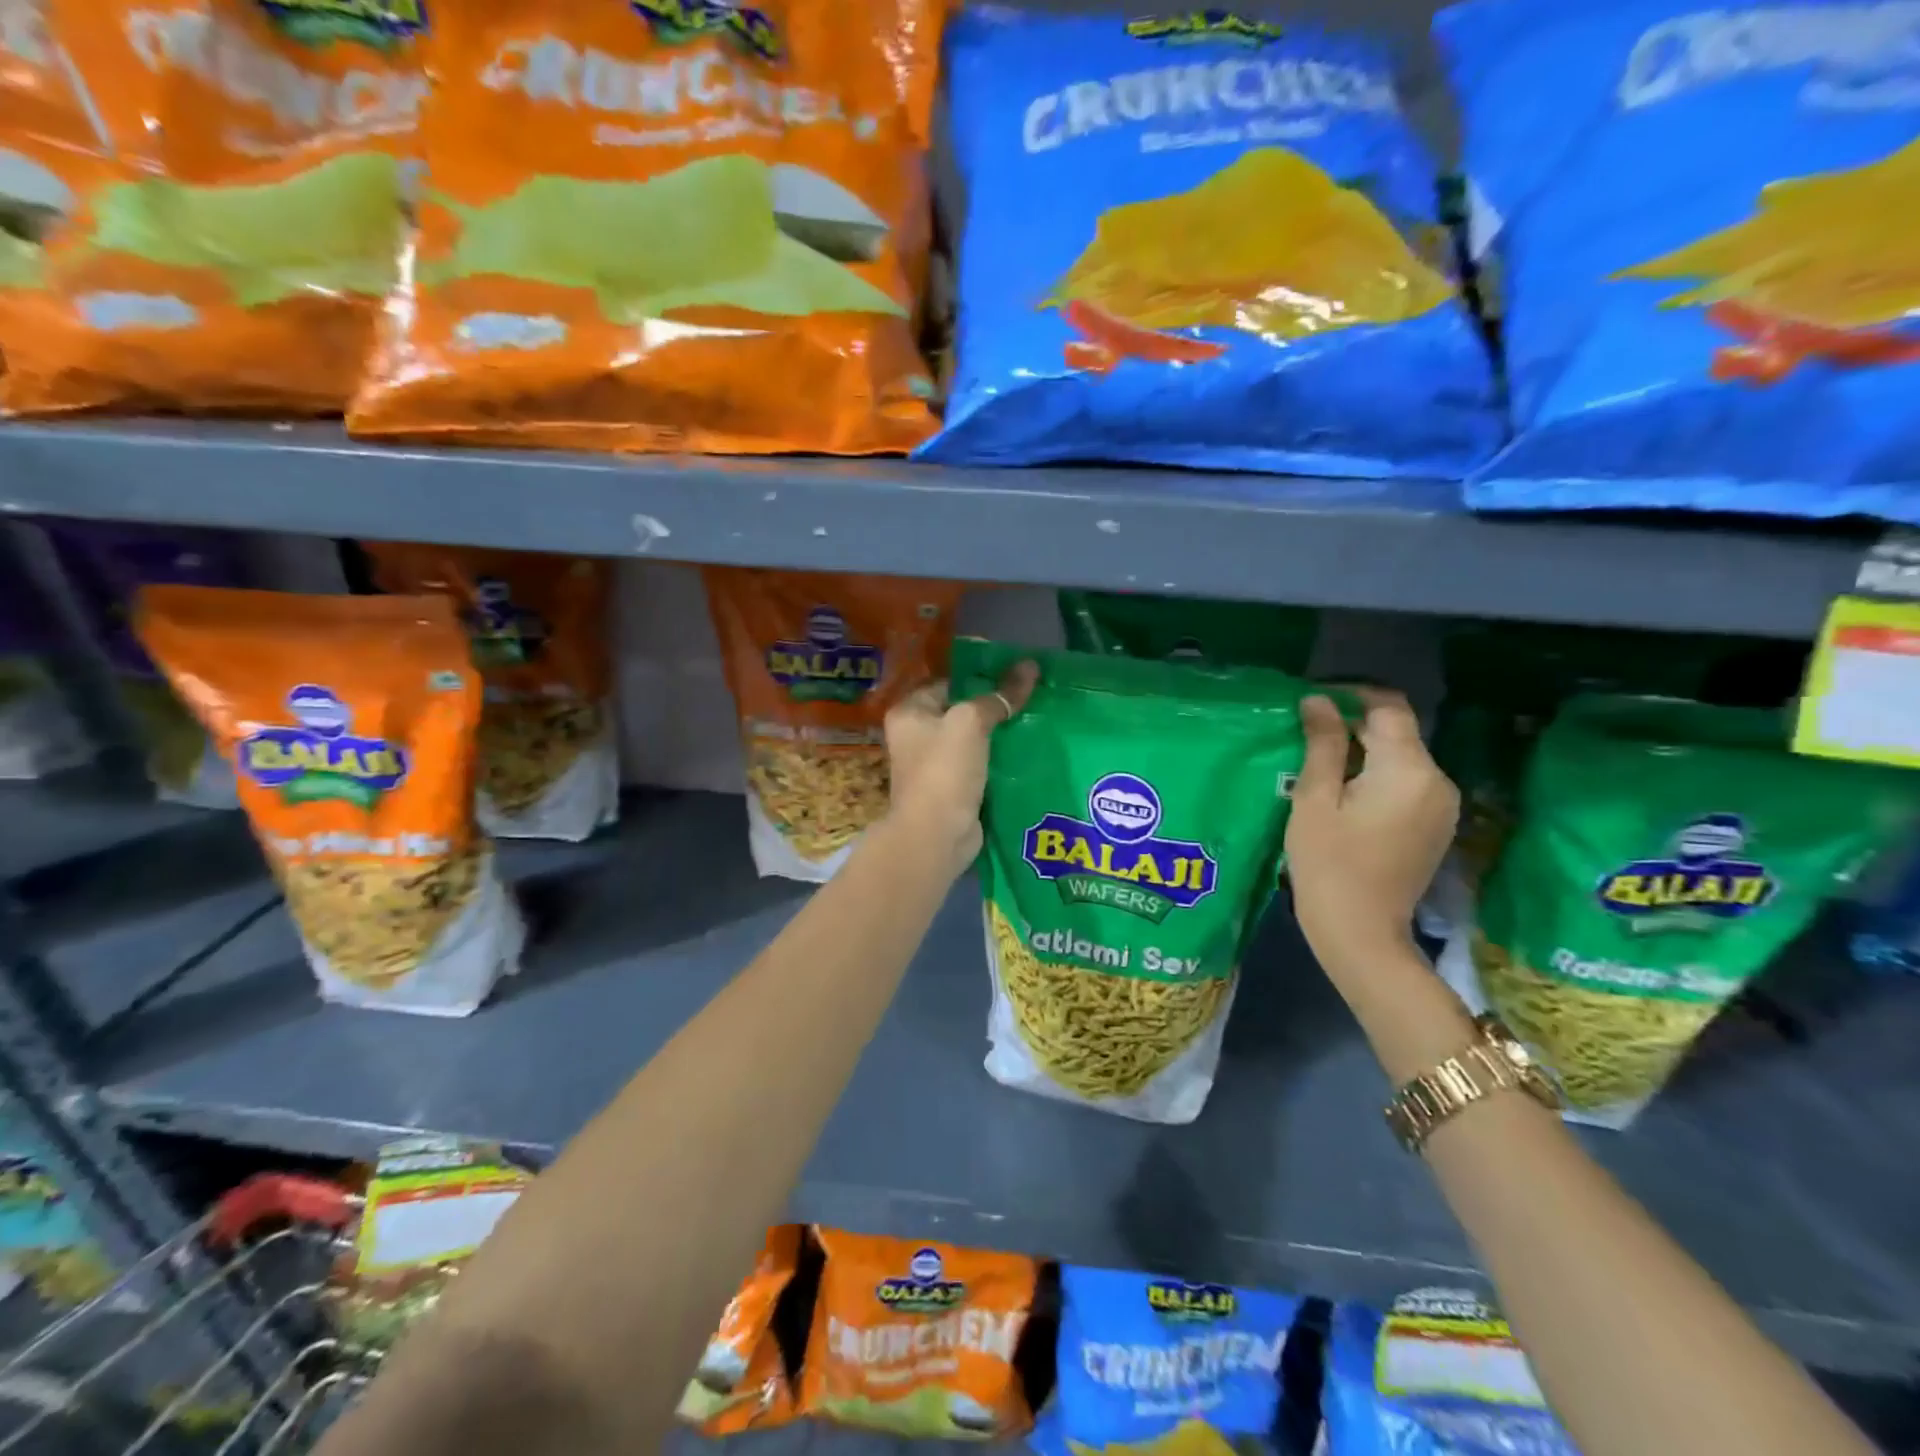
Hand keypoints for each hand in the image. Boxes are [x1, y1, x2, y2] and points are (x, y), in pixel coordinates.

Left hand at [883, 660, 1037, 878]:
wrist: (936, 835)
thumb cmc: (944, 770)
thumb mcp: (971, 722)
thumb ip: (999, 696)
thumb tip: (1030, 666)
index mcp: (909, 713)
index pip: (948, 683)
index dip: (980, 676)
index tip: (1016, 674)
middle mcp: (916, 737)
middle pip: (961, 712)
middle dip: (994, 706)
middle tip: (1033, 696)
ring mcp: (934, 766)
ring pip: (973, 741)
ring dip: (1000, 735)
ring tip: (1037, 719)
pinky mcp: (954, 789)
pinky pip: (981, 766)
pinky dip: (1000, 760)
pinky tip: (1028, 751)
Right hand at [1285, 687, 1458, 983]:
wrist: (1361, 932)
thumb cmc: (1328, 863)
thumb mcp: (1314, 799)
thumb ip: (1322, 744)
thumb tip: (1318, 700)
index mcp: (1408, 769)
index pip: (1388, 707)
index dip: (1351, 694)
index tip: (1313, 702)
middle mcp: (1438, 780)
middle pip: (1397, 732)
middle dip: (1354, 725)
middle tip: (1306, 734)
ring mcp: (1443, 805)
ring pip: (1402, 758)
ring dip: (1365, 752)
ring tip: (1320, 764)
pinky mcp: (1437, 825)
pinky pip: (1408, 783)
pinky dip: (1378, 776)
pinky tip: (1346, 793)